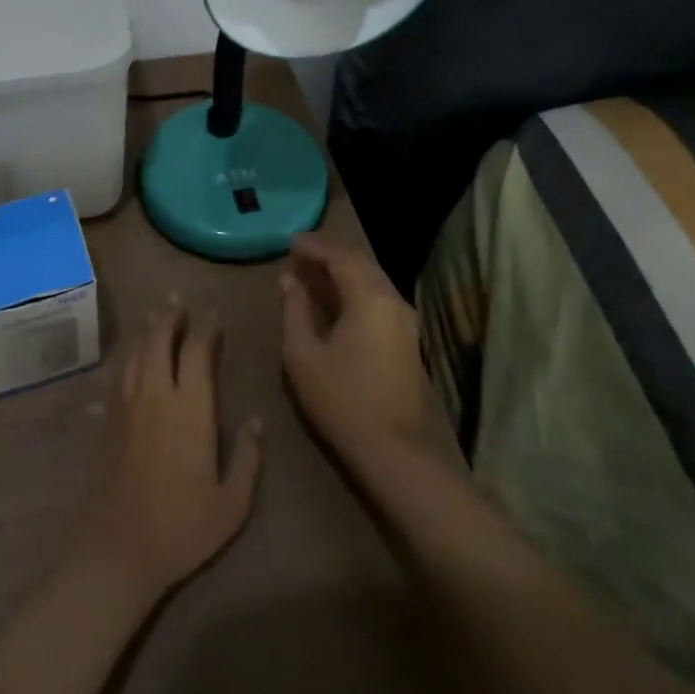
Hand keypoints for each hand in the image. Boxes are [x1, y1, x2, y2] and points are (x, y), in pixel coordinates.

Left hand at [68, 298, 263, 608]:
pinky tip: (125, 362)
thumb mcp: (232, 502)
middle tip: (177, 300)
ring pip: (134, 354)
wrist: (118, 550)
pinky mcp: (106, 422)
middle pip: (158, 341)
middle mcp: (154, 395)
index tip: (213, 314)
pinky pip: (116, 378)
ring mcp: (125, 407)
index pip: (196, 351)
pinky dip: (124, 361)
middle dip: (169, 317)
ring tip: (154, 316)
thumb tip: (258, 420)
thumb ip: (248, 457)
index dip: (205, 328)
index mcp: (189, 408)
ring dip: (145, 331)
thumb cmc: (182, 527)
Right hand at [280, 232, 457, 474]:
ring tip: (310, 275)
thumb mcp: (303, 354)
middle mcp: (392, 299)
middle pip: (360, 262)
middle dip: (328, 254)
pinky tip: (333, 300)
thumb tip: (288, 280)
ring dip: (341, 272)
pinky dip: (353, 289)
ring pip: (371, 279)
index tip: (288, 243)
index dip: (313, 246)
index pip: (340, 255)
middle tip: (297, 255)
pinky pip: (377, 297)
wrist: (394, 450)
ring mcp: (404, 319)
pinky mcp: (406, 338)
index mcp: (369, 297)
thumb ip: (294, 310)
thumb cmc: (342, 399)